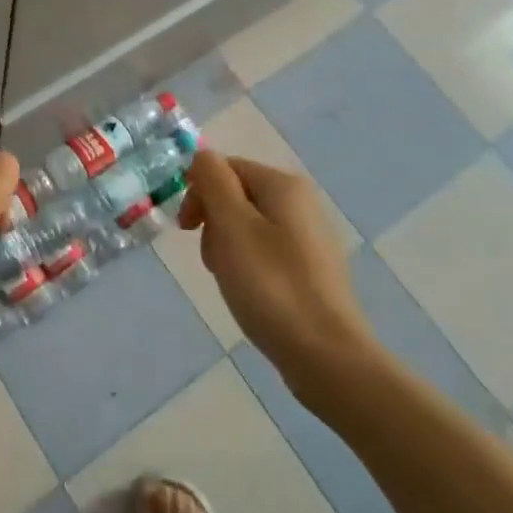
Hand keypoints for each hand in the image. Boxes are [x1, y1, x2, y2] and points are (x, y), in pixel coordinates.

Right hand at [178, 151, 375, 386]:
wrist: (326, 356)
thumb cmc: (271, 286)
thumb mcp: (232, 226)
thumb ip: (213, 181)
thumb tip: (202, 155)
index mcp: (283, 185)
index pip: (224, 168)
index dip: (199, 192)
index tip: (187, 229)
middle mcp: (300, 202)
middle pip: (235, 195)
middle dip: (213, 223)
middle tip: (214, 259)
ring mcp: (307, 236)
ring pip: (246, 226)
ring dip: (226, 247)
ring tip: (231, 280)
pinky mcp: (308, 268)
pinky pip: (263, 252)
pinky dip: (247, 267)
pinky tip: (249, 293)